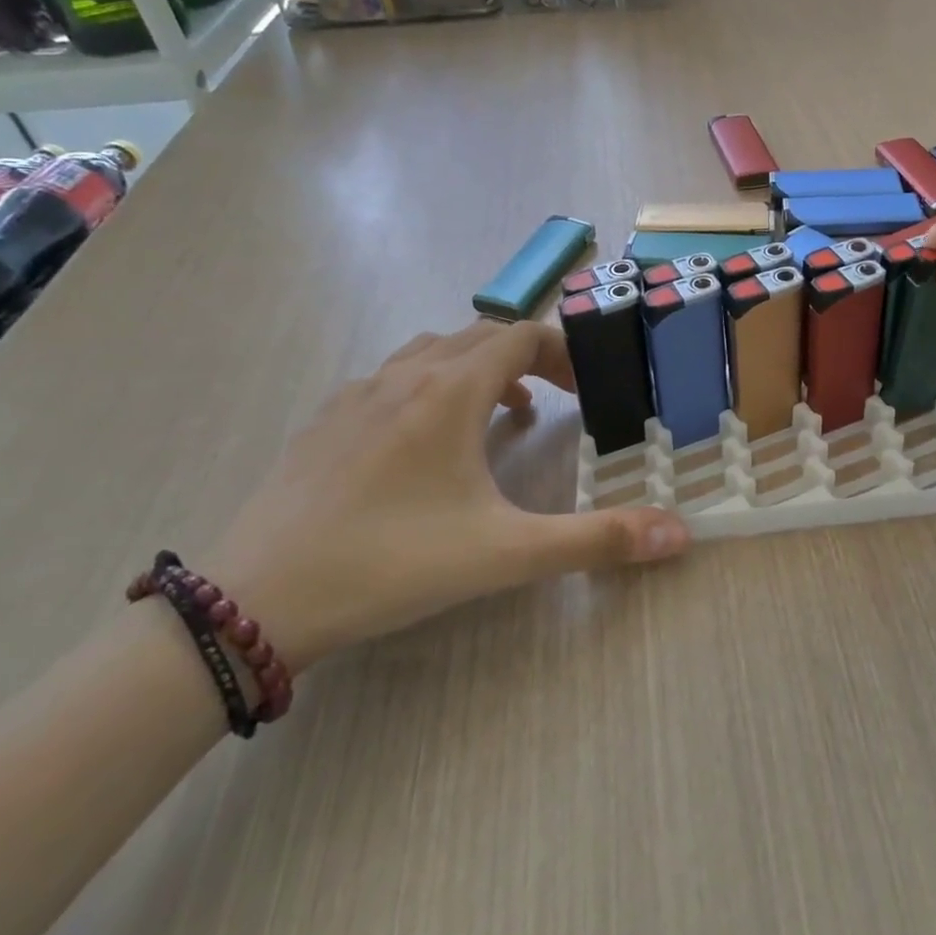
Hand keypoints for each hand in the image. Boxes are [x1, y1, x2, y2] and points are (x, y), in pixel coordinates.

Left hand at [203, 323, 689, 670]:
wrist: (256, 600)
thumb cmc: (392, 563)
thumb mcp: (507, 554)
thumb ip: (598, 541)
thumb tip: (680, 534)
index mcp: (449, 391)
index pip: (521, 335)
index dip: (563, 353)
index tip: (586, 391)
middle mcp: (404, 375)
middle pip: (479, 334)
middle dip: (528, 358)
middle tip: (558, 401)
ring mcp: (357, 394)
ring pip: (432, 351)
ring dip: (478, 369)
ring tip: (501, 417)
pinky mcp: (325, 421)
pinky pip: (392, 377)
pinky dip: (430, 388)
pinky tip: (428, 444)